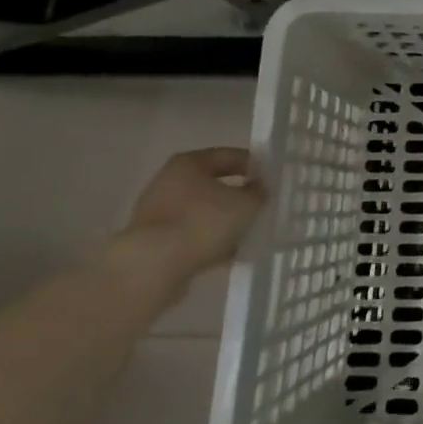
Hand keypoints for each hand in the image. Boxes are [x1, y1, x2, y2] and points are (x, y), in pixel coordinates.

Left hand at [122, 147, 266, 284]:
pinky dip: (208, 241)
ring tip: (247, 234)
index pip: (228, 155)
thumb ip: (257, 193)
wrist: (151, 268)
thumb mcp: (244, 204)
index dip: (253, 165)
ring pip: (202, 212)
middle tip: (260, 206)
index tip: (271, 179)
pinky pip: (190, 235)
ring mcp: (157, 213)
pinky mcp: (153, 242)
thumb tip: (258, 188)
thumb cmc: (202, 222)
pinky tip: (228, 254)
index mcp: (189, 162)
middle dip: (237, 195)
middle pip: (212, 184)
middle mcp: (169, 181)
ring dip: (223, 221)